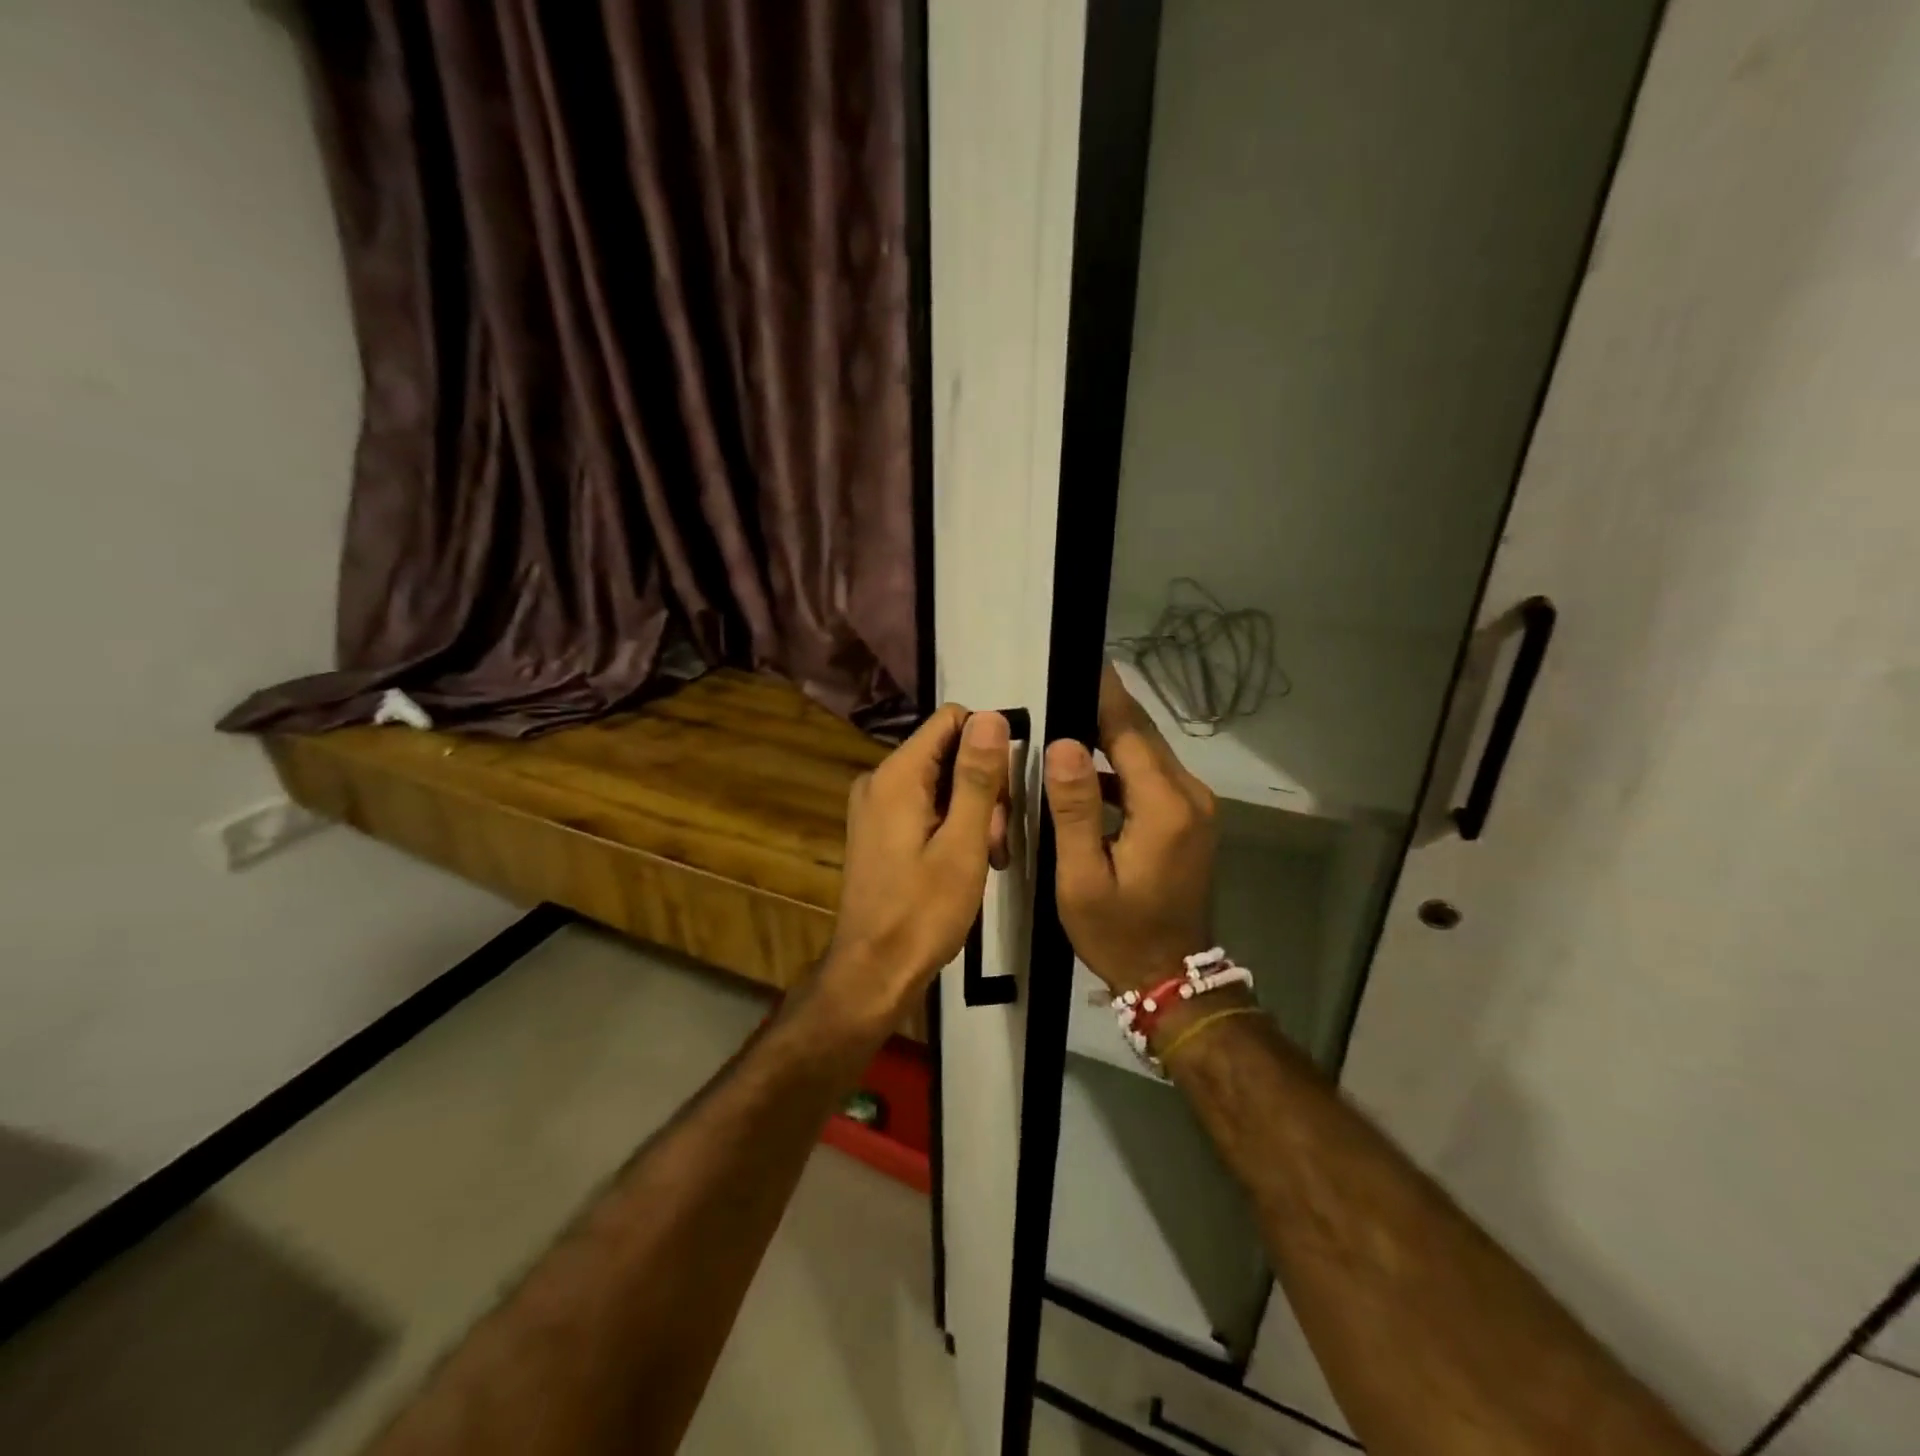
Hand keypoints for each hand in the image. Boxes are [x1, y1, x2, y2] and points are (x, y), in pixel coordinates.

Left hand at [819, 705, 1010, 1026]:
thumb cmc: (923, 911)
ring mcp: (876, 806)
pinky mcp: (879, 830)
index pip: (951, 720)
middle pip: (948, 752)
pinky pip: (925, 806)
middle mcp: (880, 780)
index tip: (1006, 795)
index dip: (988, 747)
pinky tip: (969, 861)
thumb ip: (977, 777)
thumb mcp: (963, 844)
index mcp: (897, 775)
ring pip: (941, 782)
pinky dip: (953, 825)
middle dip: (984, 788)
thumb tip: (991, 717)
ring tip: (989, 858)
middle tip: (997, 842)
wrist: (874, 971)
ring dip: (974, 812)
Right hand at [1044, 665, 1216, 993]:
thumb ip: (1074, 808)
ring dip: (1112, 735)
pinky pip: (1153, 777)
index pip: (1130, 731)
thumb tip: (1064, 743)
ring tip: (1067, 717)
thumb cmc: (1118, 932)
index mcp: (1165, 806)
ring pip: (1148, 754)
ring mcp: (1195, 807)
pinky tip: (1088, 766)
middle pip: (1143, 736)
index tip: (1080, 660)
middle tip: (1064, 681)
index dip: (1103, 695)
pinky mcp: (1190, 819)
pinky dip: (1123, 765)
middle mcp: (1190, 795)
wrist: (1170, 977)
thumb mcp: (1082, 877)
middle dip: (1105, 707)